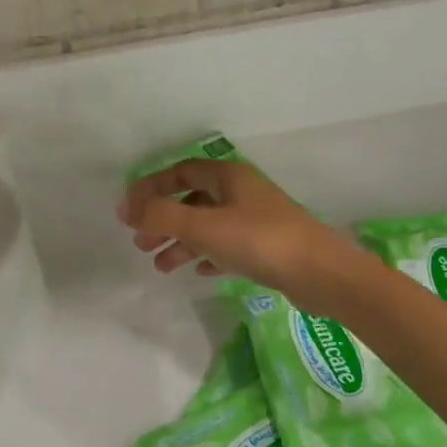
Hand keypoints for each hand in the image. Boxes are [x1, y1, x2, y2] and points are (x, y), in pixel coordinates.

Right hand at [118, 159, 366, 314]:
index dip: (151, 188)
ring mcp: (256, 220)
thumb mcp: (204, 226)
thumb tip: (125, 209)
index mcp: (228, 177)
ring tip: (161, 266)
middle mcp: (242, 193)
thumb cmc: (259, 241)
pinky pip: (228, 247)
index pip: (180, 172)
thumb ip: (162, 216)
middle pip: (192, 200)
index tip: (128, 212)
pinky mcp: (267, 247)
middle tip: (141, 244)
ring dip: (182, 242)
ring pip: (208, 226)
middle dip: (163, 220)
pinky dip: (208, 255)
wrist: (321, 273)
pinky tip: (199, 271)